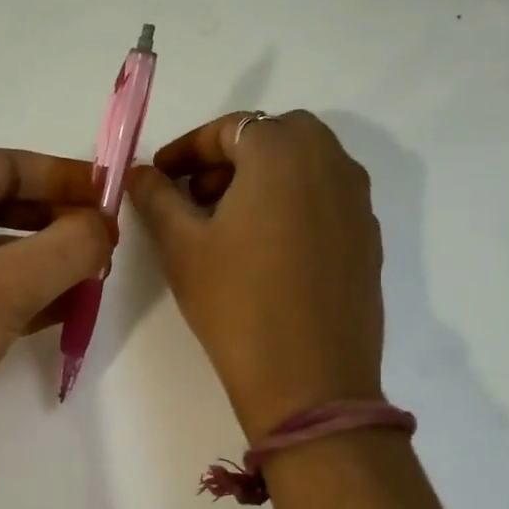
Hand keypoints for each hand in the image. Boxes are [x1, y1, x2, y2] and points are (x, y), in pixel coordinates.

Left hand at [0, 150, 113, 481]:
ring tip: (91, 280)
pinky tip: (60, 314)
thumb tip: (104, 227)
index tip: (108, 197)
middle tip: (103, 244)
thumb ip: (65, 249)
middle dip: (55, 223)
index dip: (60, 176)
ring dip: (42, 263)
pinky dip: (19, 297)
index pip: (1, 166)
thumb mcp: (1, 289)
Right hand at [128, 111, 383, 439]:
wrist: (309, 380)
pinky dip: (291, 204)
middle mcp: (331, 162)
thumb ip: (157, 197)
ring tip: (225, 224)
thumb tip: (141, 173)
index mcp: (283, 152)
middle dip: (228, 158)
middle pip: (274, 137)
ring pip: (304, 166)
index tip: (158, 177)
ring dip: (262, 179)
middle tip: (194, 197)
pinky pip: (324, 199)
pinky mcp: (368, 238)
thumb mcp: (181, 246)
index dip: (186, 149)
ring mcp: (357, 201)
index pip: (230, 128)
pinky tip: (265, 250)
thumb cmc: (236, 303)